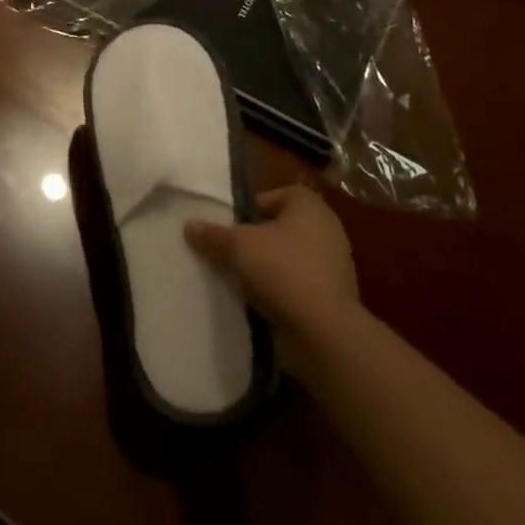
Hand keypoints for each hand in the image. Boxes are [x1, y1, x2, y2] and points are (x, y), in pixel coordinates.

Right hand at [185, 184, 357, 374]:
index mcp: (311, 208)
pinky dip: (283, 289)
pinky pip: (301, 285)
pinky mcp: (335, 300)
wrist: (324, 331)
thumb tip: (189, 226)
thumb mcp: (237, 245)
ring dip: (271, 265)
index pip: (284, 194)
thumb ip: (213, 234)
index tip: (238, 220)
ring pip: (294, 257)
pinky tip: (260, 299)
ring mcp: (336, 268)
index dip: (259, 203)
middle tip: (234, 246)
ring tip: (242, 275)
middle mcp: (329, 232)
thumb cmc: (282, 269)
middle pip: (287, 226)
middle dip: (262, 236)